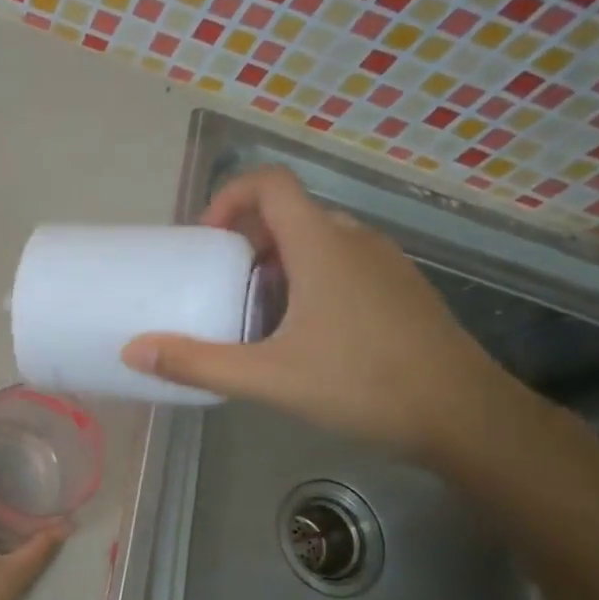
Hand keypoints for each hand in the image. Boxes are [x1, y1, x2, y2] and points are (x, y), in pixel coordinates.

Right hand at [120, 166, 513, 458]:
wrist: (464, 416)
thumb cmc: (363, 385)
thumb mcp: (268, 378)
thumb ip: (197, 362)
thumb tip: (134, 350)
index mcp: (322, 245)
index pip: (271, 184)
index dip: (230, 197)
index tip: (206, 241)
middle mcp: (355, 240)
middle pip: (289, 214)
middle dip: (245, 241)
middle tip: (219, 285)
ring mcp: (384, 264)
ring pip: (317, 241)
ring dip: (277, 264)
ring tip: (254, 314)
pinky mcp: (400, 289)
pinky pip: (342, 264)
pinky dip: (309, 280)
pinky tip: (302, 335)